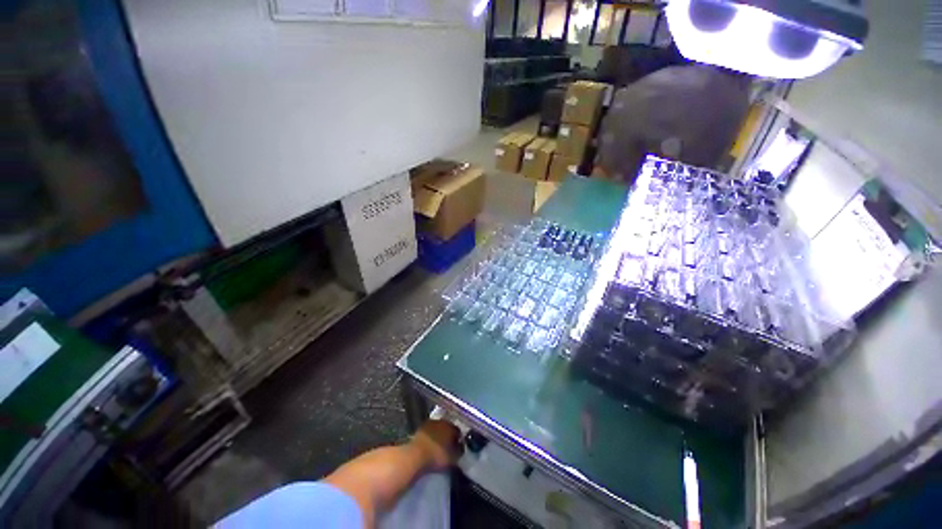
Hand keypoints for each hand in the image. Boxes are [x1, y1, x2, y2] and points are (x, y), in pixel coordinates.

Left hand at [410, 419, 462, 470]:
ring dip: (438, 436)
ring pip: (437, 429)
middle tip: (447, 447)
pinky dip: (429, 438)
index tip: (457, 448)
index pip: (458, 432)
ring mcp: (430, 423)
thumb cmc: (437, 456)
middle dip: (447, 436)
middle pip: (447, 428)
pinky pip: (428, 433)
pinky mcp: (420, 428)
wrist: (416, 455)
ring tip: (437, 447)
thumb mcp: (453, 458)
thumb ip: (459, 451)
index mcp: (451, 427)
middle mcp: (441, 421)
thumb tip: (461, 448)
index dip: (458, 440)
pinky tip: (428, 446)